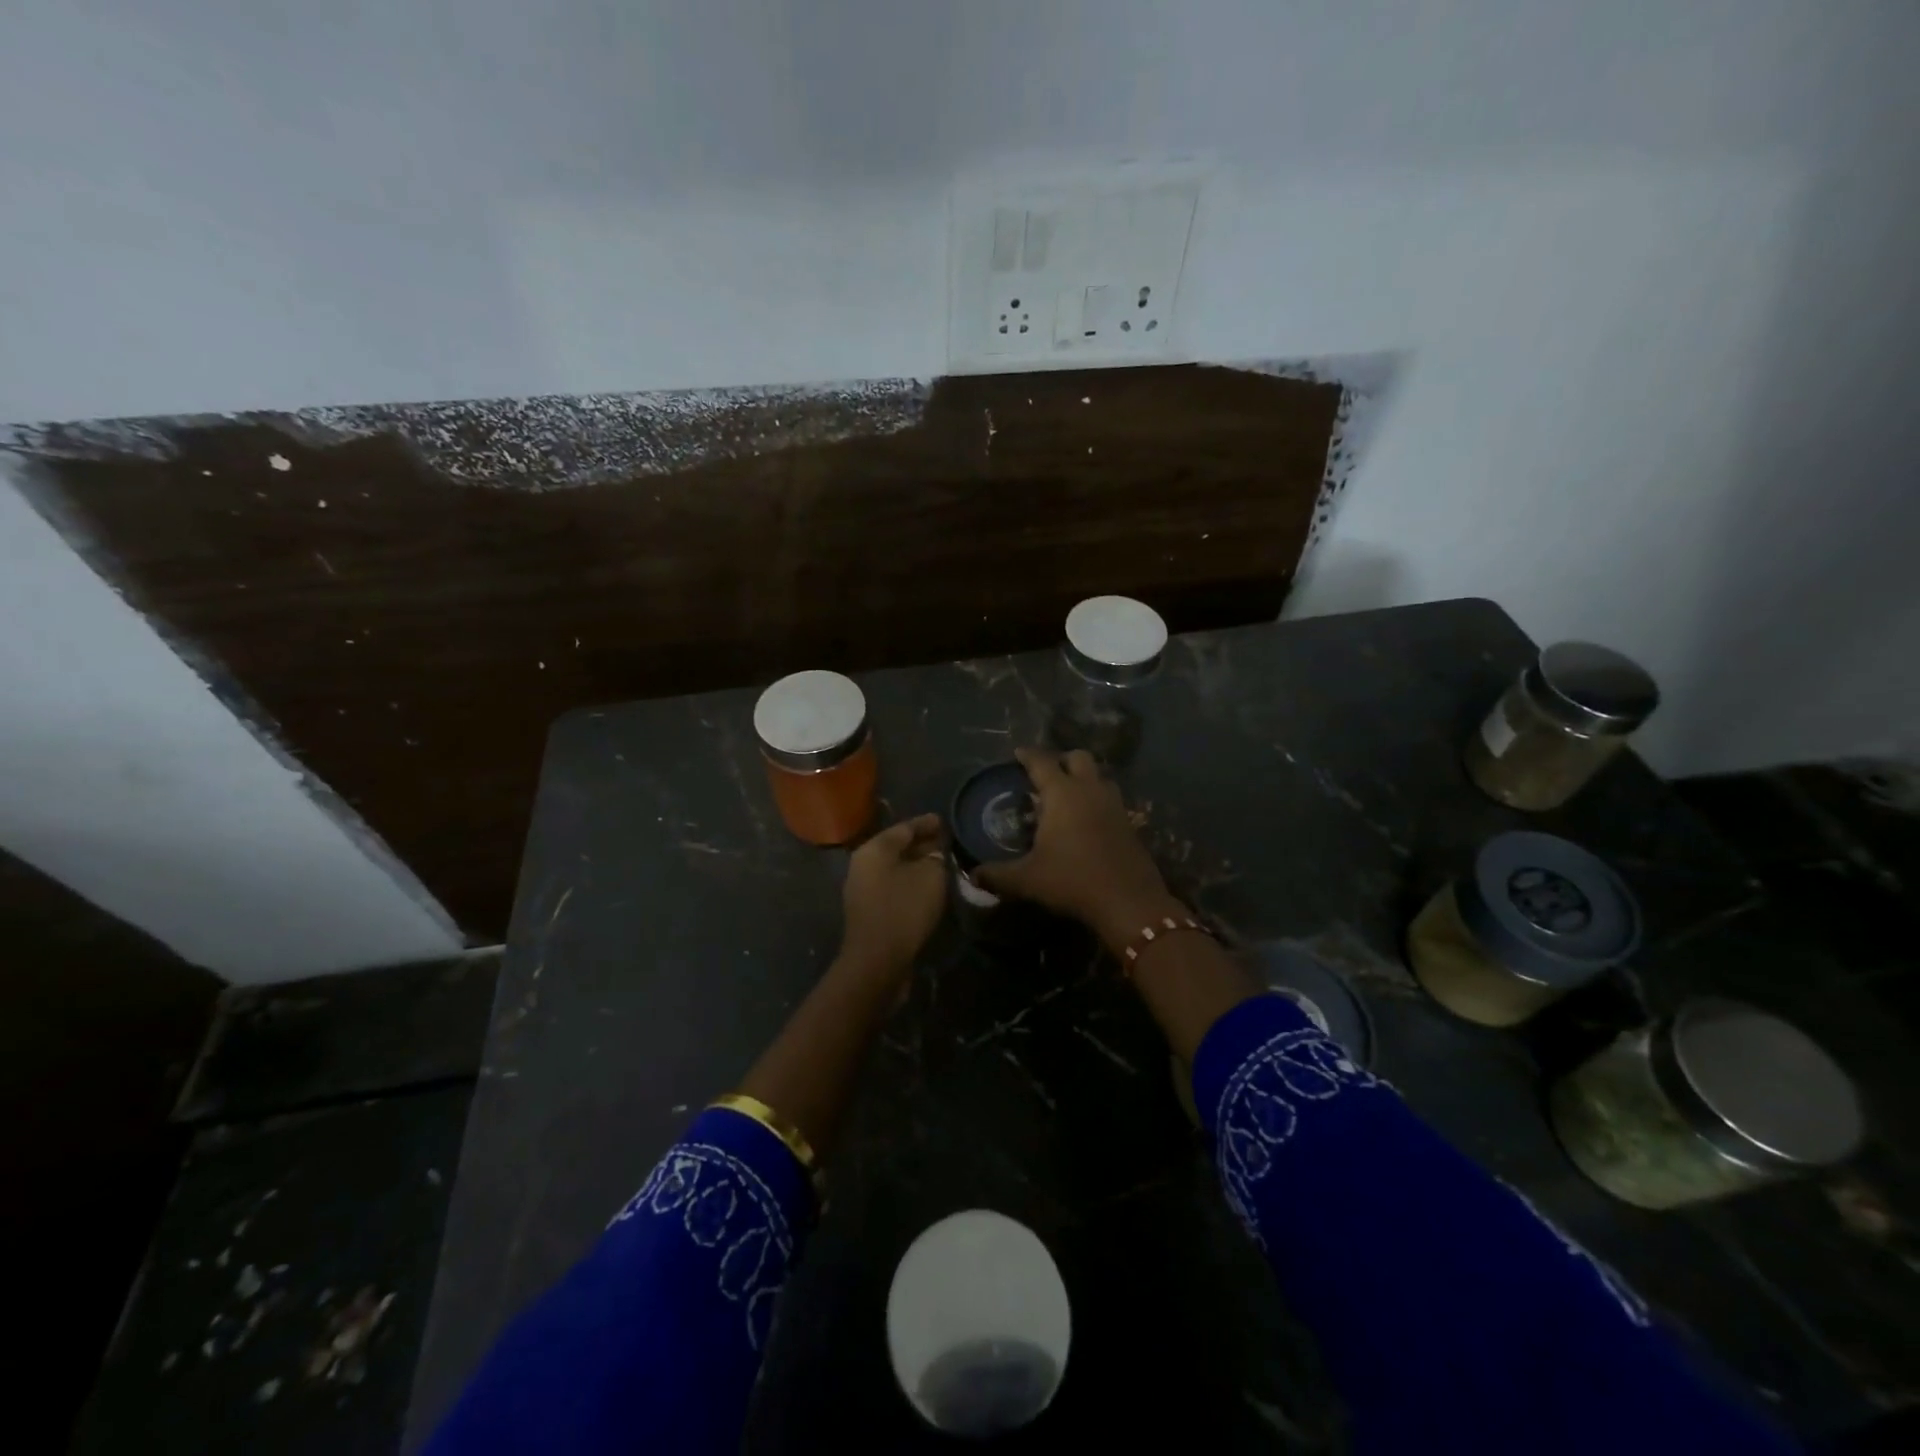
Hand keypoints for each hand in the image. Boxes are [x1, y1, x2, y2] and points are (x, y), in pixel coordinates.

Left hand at [837, 813, 947, 980]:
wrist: (877, 961)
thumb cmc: (904, 909)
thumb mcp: (931, 876)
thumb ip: (937, 858)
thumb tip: (936, 855)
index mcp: (874, 849)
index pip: (904, 827)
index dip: (927, 823)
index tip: (946, 821)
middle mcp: (863, 864)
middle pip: (897, 847)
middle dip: (923, 844)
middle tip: (947, 843)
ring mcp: (863, 889)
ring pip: (896, 869)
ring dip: (918, 866)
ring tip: (943, 864)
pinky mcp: (869, 911)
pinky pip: (894, 887)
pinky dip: (912, 883)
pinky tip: (930, 888)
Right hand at [973, 748, 1177, 949]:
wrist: (1129, 902)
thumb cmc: (1073, 881)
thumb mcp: (1027, 880)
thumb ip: (997, 875)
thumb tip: (973, 875)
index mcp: (1063, 794)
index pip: (1042, 762)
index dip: (1028, 755)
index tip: (1017, 753)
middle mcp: (1090, 790)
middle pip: (1078, 757)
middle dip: (1061, 759)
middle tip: (1045, 774)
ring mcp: (1114, 805)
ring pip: (1099, 776)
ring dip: (1084, 777)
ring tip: (1068, 794)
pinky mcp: (1129, 822)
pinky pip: (1110, 798)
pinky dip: (1097, 799)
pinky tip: (1087, 820)